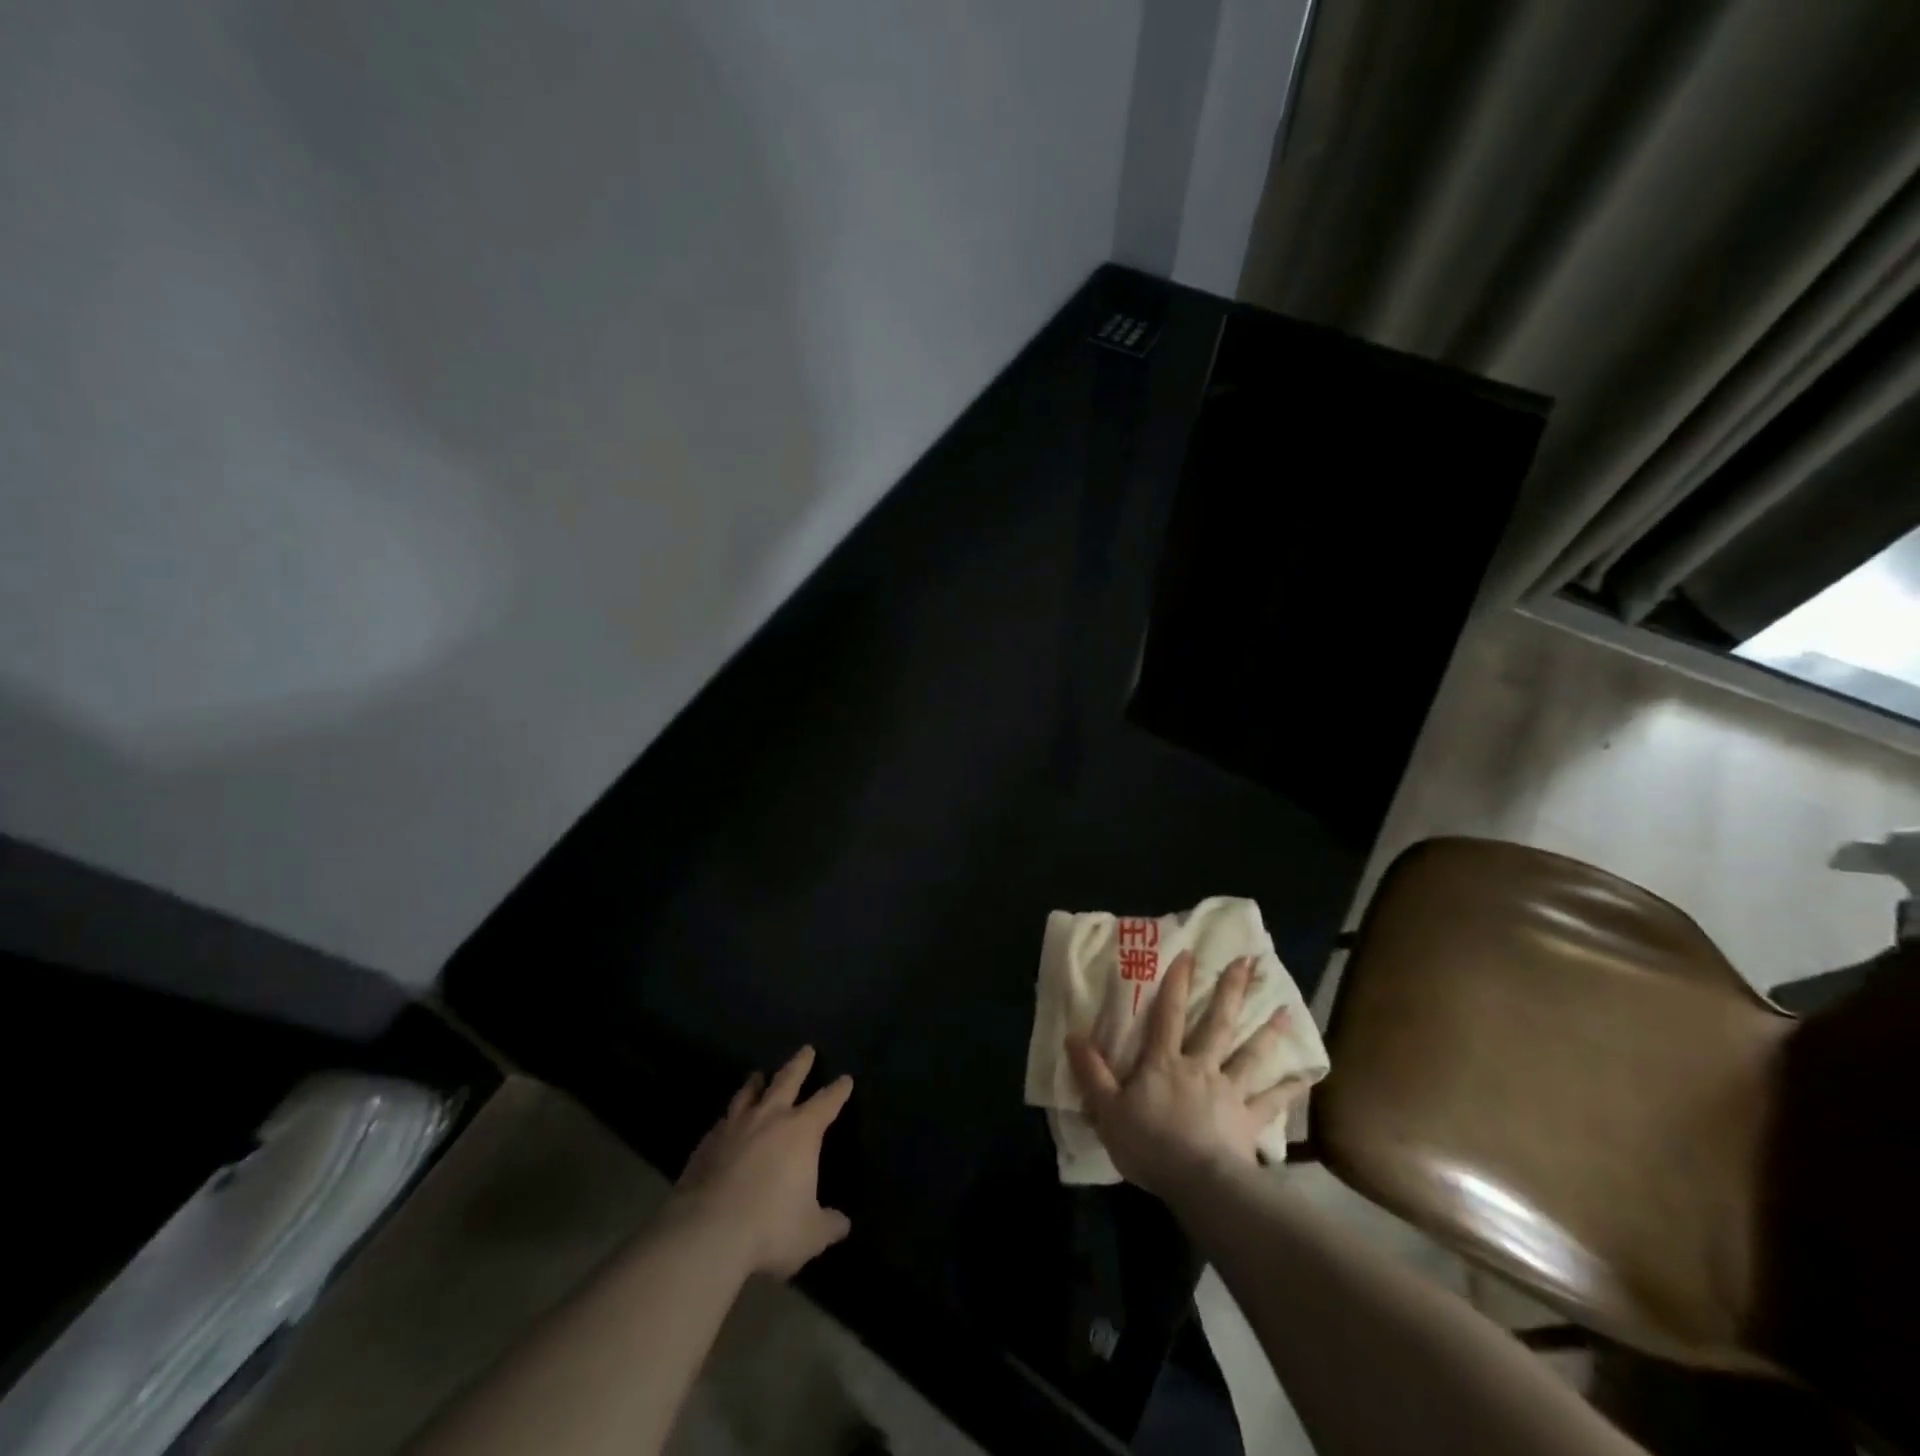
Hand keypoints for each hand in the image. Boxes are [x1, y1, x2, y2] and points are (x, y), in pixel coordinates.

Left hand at [671, 1046, 852, 1278]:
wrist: (707, 1233)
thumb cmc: (770, 1227)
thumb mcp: (810, 1234)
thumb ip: (829, 1225)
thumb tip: (843, 1224)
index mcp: (802, 1131)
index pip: (827, 1102)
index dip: (838, 1090)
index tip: (845, 1079)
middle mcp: (770, 1118)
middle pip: (787, 1080)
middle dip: (800, 1064)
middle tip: (806, 1049)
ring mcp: (735, 1127)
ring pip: (748, 1094)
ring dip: (756, 1083)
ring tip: (757, 1075)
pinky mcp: (707, 1143)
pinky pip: (721, 1122)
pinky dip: (728, 1118)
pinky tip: (725, 1122)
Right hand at [1066, 951, 1306, 1196]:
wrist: (1198, 1183)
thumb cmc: (1149, 1145)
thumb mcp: (1108, 1109)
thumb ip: (1092, 1072)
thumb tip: (1072, 1035)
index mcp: (1164, 1063)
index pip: (1168, 1015)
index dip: (1176, 984)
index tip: (1189, 954)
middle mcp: (1200, 1067)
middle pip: (1216, 1024)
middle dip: (1230, 991)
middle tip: (1248, 963)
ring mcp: (1229, 1092)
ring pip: (1250, 1055)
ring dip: (1267, 1031)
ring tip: (1284, 1008)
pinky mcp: (1249, 1120)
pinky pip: (1272, 1101)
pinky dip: (1290, 1088)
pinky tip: (1307, 1075)